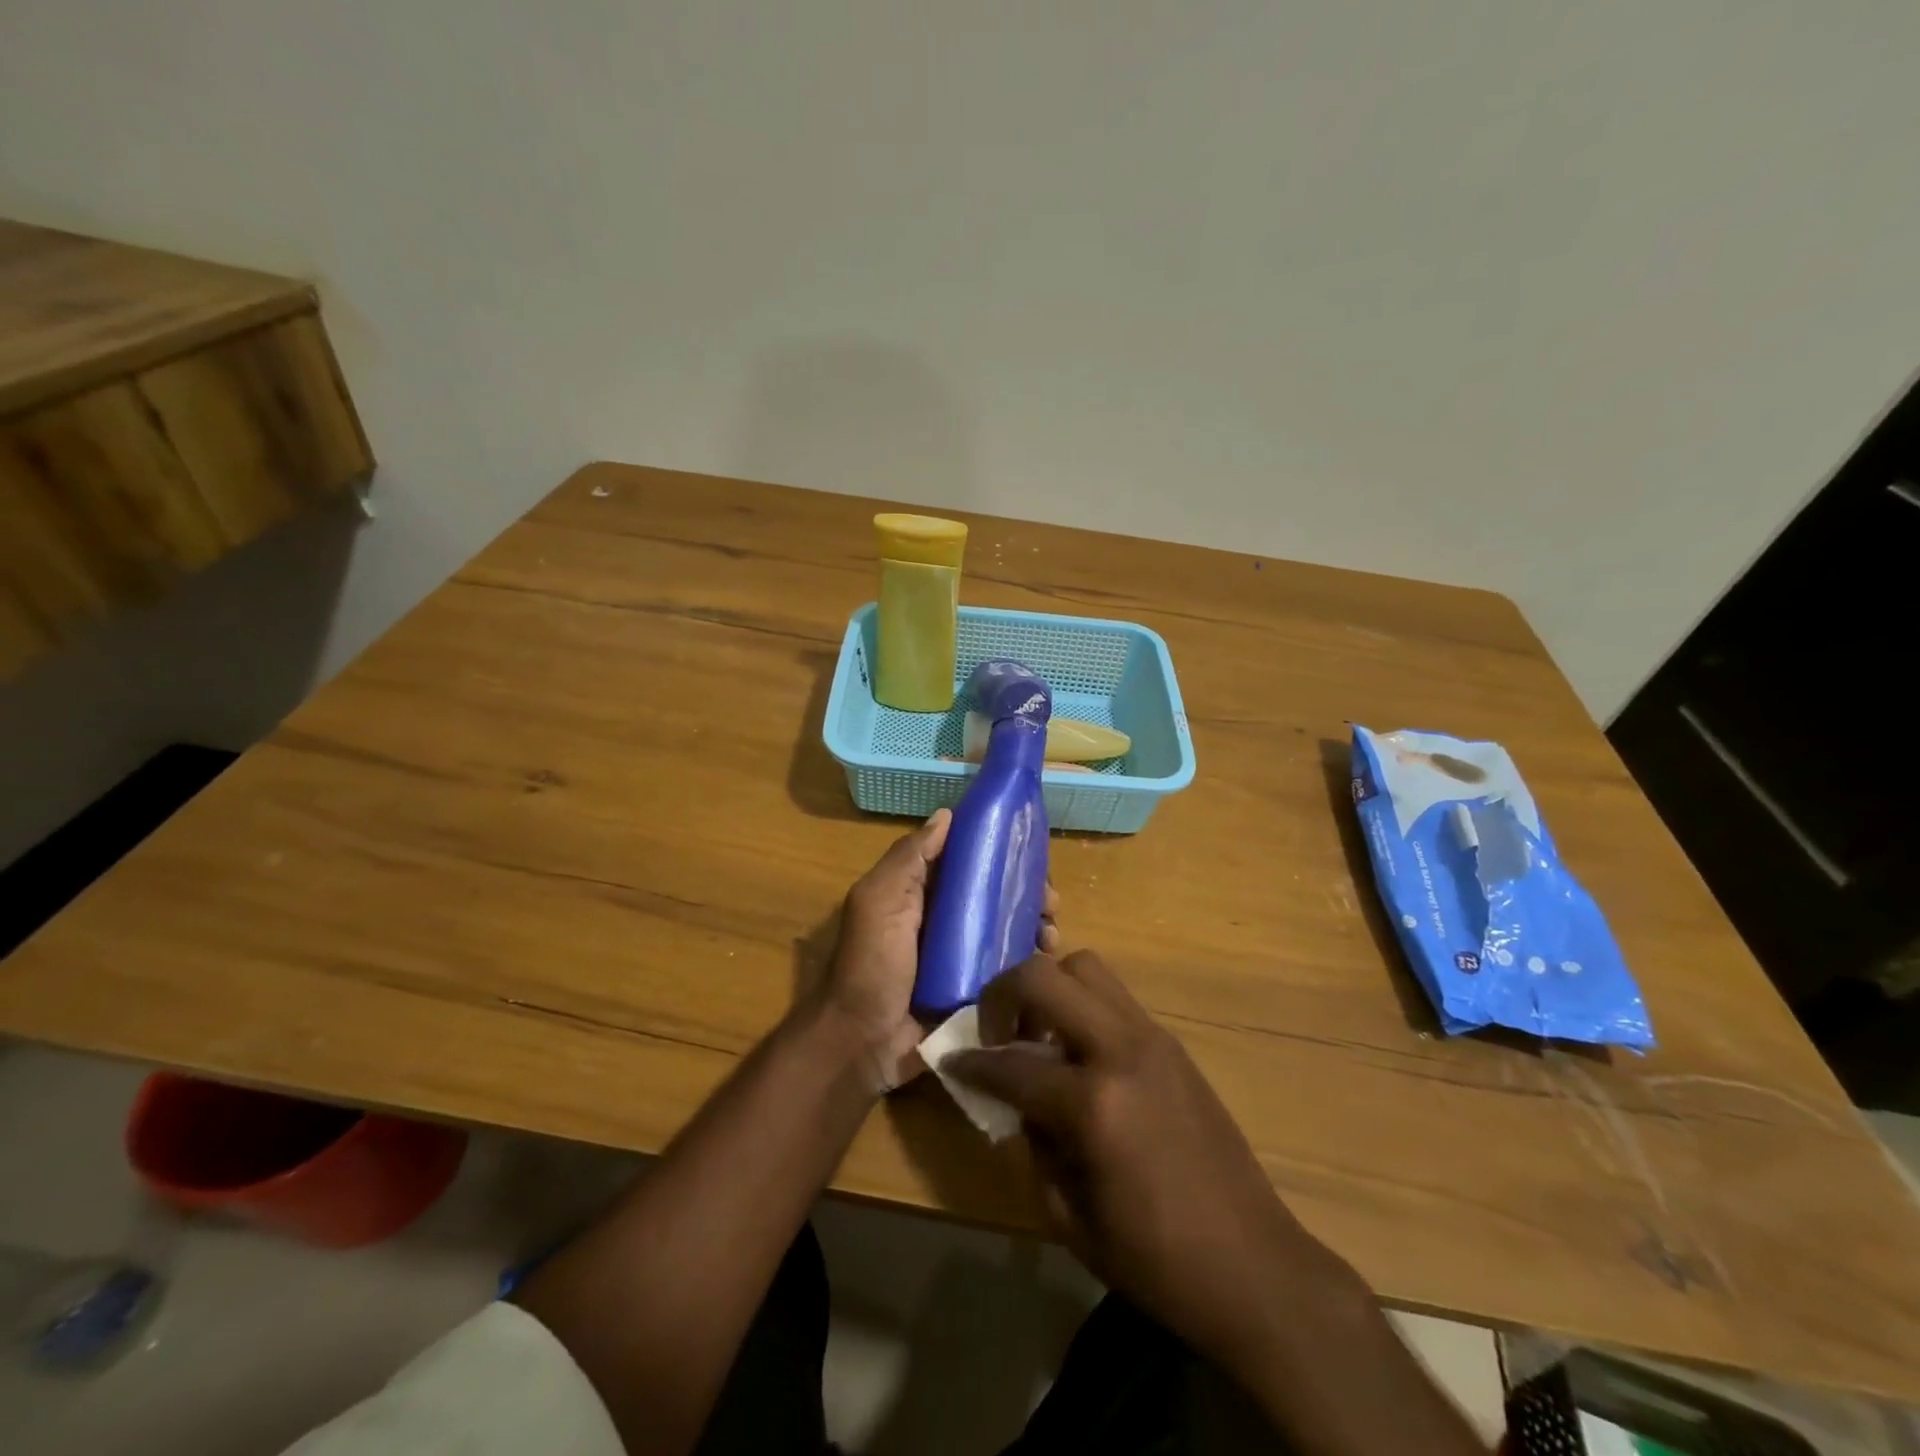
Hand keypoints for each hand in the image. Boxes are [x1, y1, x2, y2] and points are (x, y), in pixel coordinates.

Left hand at [818, 809, 1060, 1092]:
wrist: (864, 1044)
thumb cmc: (871, 964)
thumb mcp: (879, 901)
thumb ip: (909, 858)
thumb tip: (947, 814)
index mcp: (922, 892)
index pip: (968, 860)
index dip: (999, 850)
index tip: (1030, 849)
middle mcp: (947, 918)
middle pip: (996, 893)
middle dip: (1028, 891)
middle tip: (1050, 901)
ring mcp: (965, 956)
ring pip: (1010, 928)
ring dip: (1036, 924)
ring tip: (1051, 934)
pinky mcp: (980, 989)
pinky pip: (1013, 967)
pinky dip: (1033, 959)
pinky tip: (1048, 958)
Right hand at [948, 952, 1323, 1369]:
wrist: (1254, 1265)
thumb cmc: (1155, 1259)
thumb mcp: (1068, 1216)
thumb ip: (1032, 1142)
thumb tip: (1015, 1098)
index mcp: (1094, 1104)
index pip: (1011, 1064)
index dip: (971, 1063)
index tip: (951, 1061)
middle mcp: (1122, 1050)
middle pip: (1045, 976)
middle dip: (1004, 994)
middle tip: (997, 1032)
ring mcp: (1152, 1038)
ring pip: (1086, 968)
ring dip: (1050, 989)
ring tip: (1041, 1035)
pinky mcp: (1172, 1043)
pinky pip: (1115, 997)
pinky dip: (1083, 1007)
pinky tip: (1080, 1054)